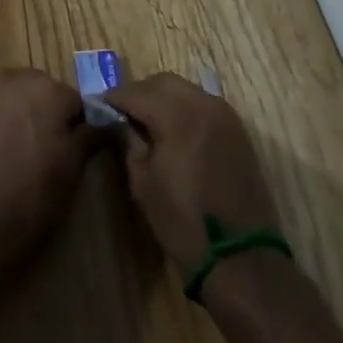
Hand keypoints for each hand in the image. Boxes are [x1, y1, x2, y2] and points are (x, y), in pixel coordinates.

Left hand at [0, 69, 92, 288]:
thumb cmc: (30, 196)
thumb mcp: (70, 172)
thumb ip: (87, 139)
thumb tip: (105, 123)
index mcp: (47, 89)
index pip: (74, 102)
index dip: (76, 129)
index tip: (73, 155)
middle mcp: (13, 79)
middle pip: (40, 92)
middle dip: (45, 116)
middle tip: (46, 155)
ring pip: (11, 99)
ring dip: (18, 118)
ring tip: (16, 157)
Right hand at [102, 72, 281, 276]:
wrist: (241, 259)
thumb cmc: (183, 223)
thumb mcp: (143, 182)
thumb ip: (130, 141)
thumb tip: (124, 122)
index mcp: (177, 115)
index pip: (136, 93)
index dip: (115, 97)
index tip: (101, 104)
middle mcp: (203, 105)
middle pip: (163, 82)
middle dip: (141, 92)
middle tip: (125, 112)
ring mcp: (225, 116)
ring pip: (186, 90)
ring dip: (165, 98)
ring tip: (149, 121)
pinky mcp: (239, 132)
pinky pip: (205, 105)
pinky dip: (186, 109)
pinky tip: (176, 131)